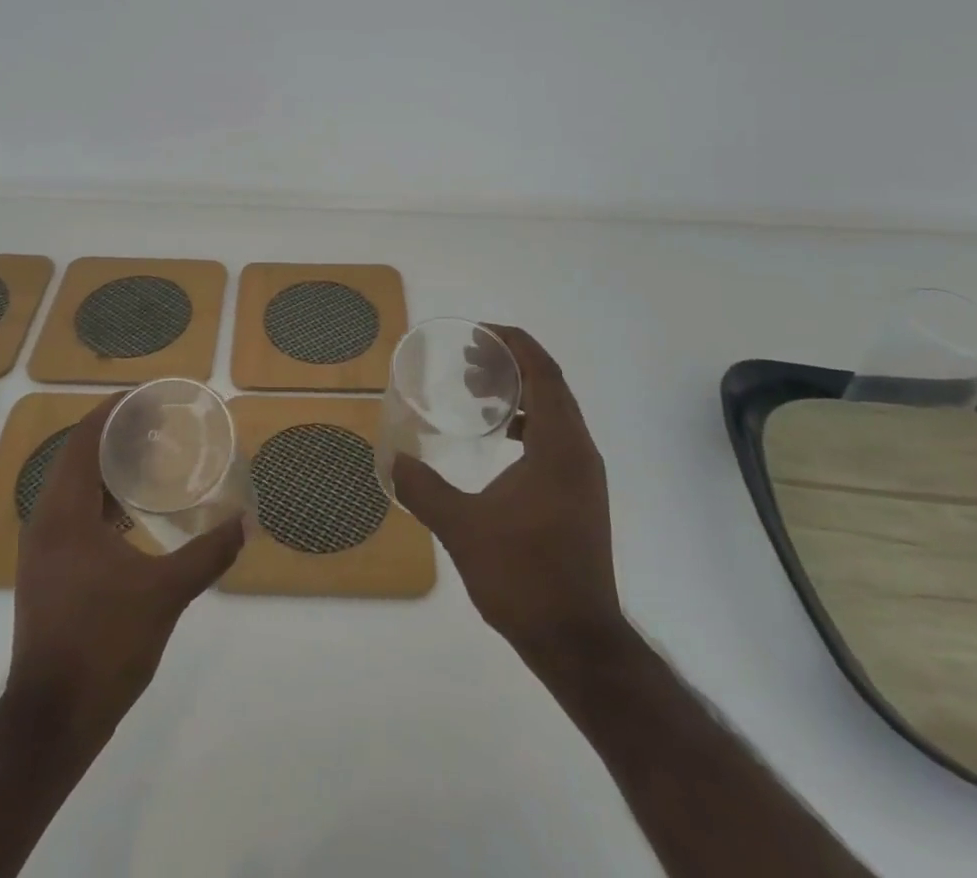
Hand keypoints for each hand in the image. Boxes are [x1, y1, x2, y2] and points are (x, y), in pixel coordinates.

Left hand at [8, 395, 245, 732]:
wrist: (52, 721)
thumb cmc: (104, 644)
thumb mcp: (165, 594)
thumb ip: (208, 553)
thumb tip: (246, 521)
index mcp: (65, 514)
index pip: (84, 439)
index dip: (112, 411)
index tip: (147, 397)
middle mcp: (45, 522)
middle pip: (77, 457)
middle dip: (114, 435)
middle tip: (157, 426)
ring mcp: (41, 550)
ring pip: (72, 488)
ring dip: (106, 468)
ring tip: (148, 460)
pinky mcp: (46, 573)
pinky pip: (72, 515)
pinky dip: (101, 500)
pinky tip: (132, 514)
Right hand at [392, 326, 626, 671]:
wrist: (578, 642)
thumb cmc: (524, 577)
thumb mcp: (462, 528)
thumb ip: (423, 489)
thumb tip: (392, 460)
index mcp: (559, 446)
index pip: (543, 372)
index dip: (515, 344)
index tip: (479, 334)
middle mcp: (579, 452)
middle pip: (551, 386)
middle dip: (511, 365)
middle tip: (469, 362)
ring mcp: (585, 477)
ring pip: (556, 413)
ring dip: (520, 395)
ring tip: (478, 396)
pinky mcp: (581, 497)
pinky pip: (556, 439)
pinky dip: (528, 425)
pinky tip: (498, 442)